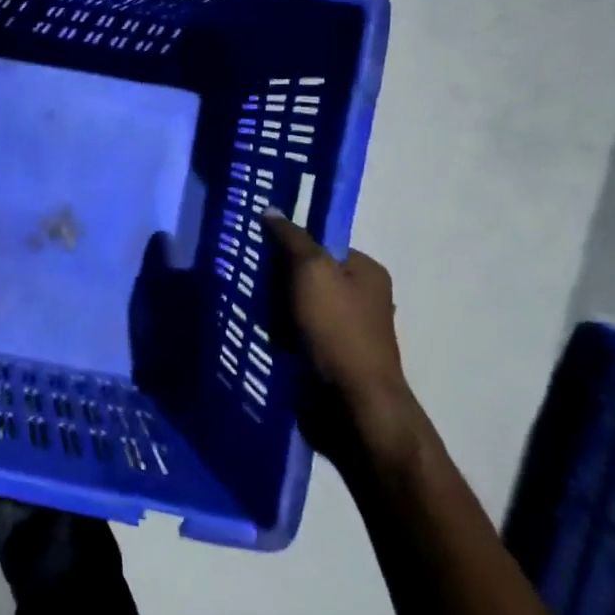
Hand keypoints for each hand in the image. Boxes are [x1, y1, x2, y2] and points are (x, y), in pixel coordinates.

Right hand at [262, 208, 411, 460]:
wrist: (353, 404)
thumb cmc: (337, 329)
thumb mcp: (311, 271)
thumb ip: (291, 238)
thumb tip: (271, 210)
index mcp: (367, 271)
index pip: (320, 244)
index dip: (288, 244)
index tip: (258, 250)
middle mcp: (362, 297)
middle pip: (307, 274)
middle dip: (278, 278)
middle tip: (250, 280)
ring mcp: (347, 330)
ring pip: (298, 305)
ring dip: (274, 308)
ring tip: (248, 308)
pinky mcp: (330, 357)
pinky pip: (297, 333)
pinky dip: (279, 333)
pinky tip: (259, 334)